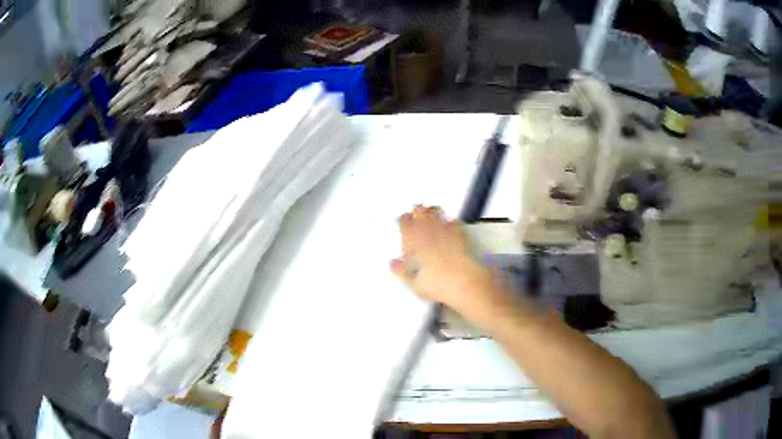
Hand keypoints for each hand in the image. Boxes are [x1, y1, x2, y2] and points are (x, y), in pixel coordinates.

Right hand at [390, 205, 493, 314]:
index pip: (404, 222)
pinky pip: (454, 221)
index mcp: (412, 240)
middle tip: (417, 212)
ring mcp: (445, 230)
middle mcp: (427, 231)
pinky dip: (451, 222)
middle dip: (418, 211)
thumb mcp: (413, 283)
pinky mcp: (461, 233)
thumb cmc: (434, 283)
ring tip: (432, 213)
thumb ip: (401, 271)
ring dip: (433, 212)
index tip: (403, 222)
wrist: (462, 281)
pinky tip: (451, 224)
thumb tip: (392, 263)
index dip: (403, 220)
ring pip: (436, 213)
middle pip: (420, 212)